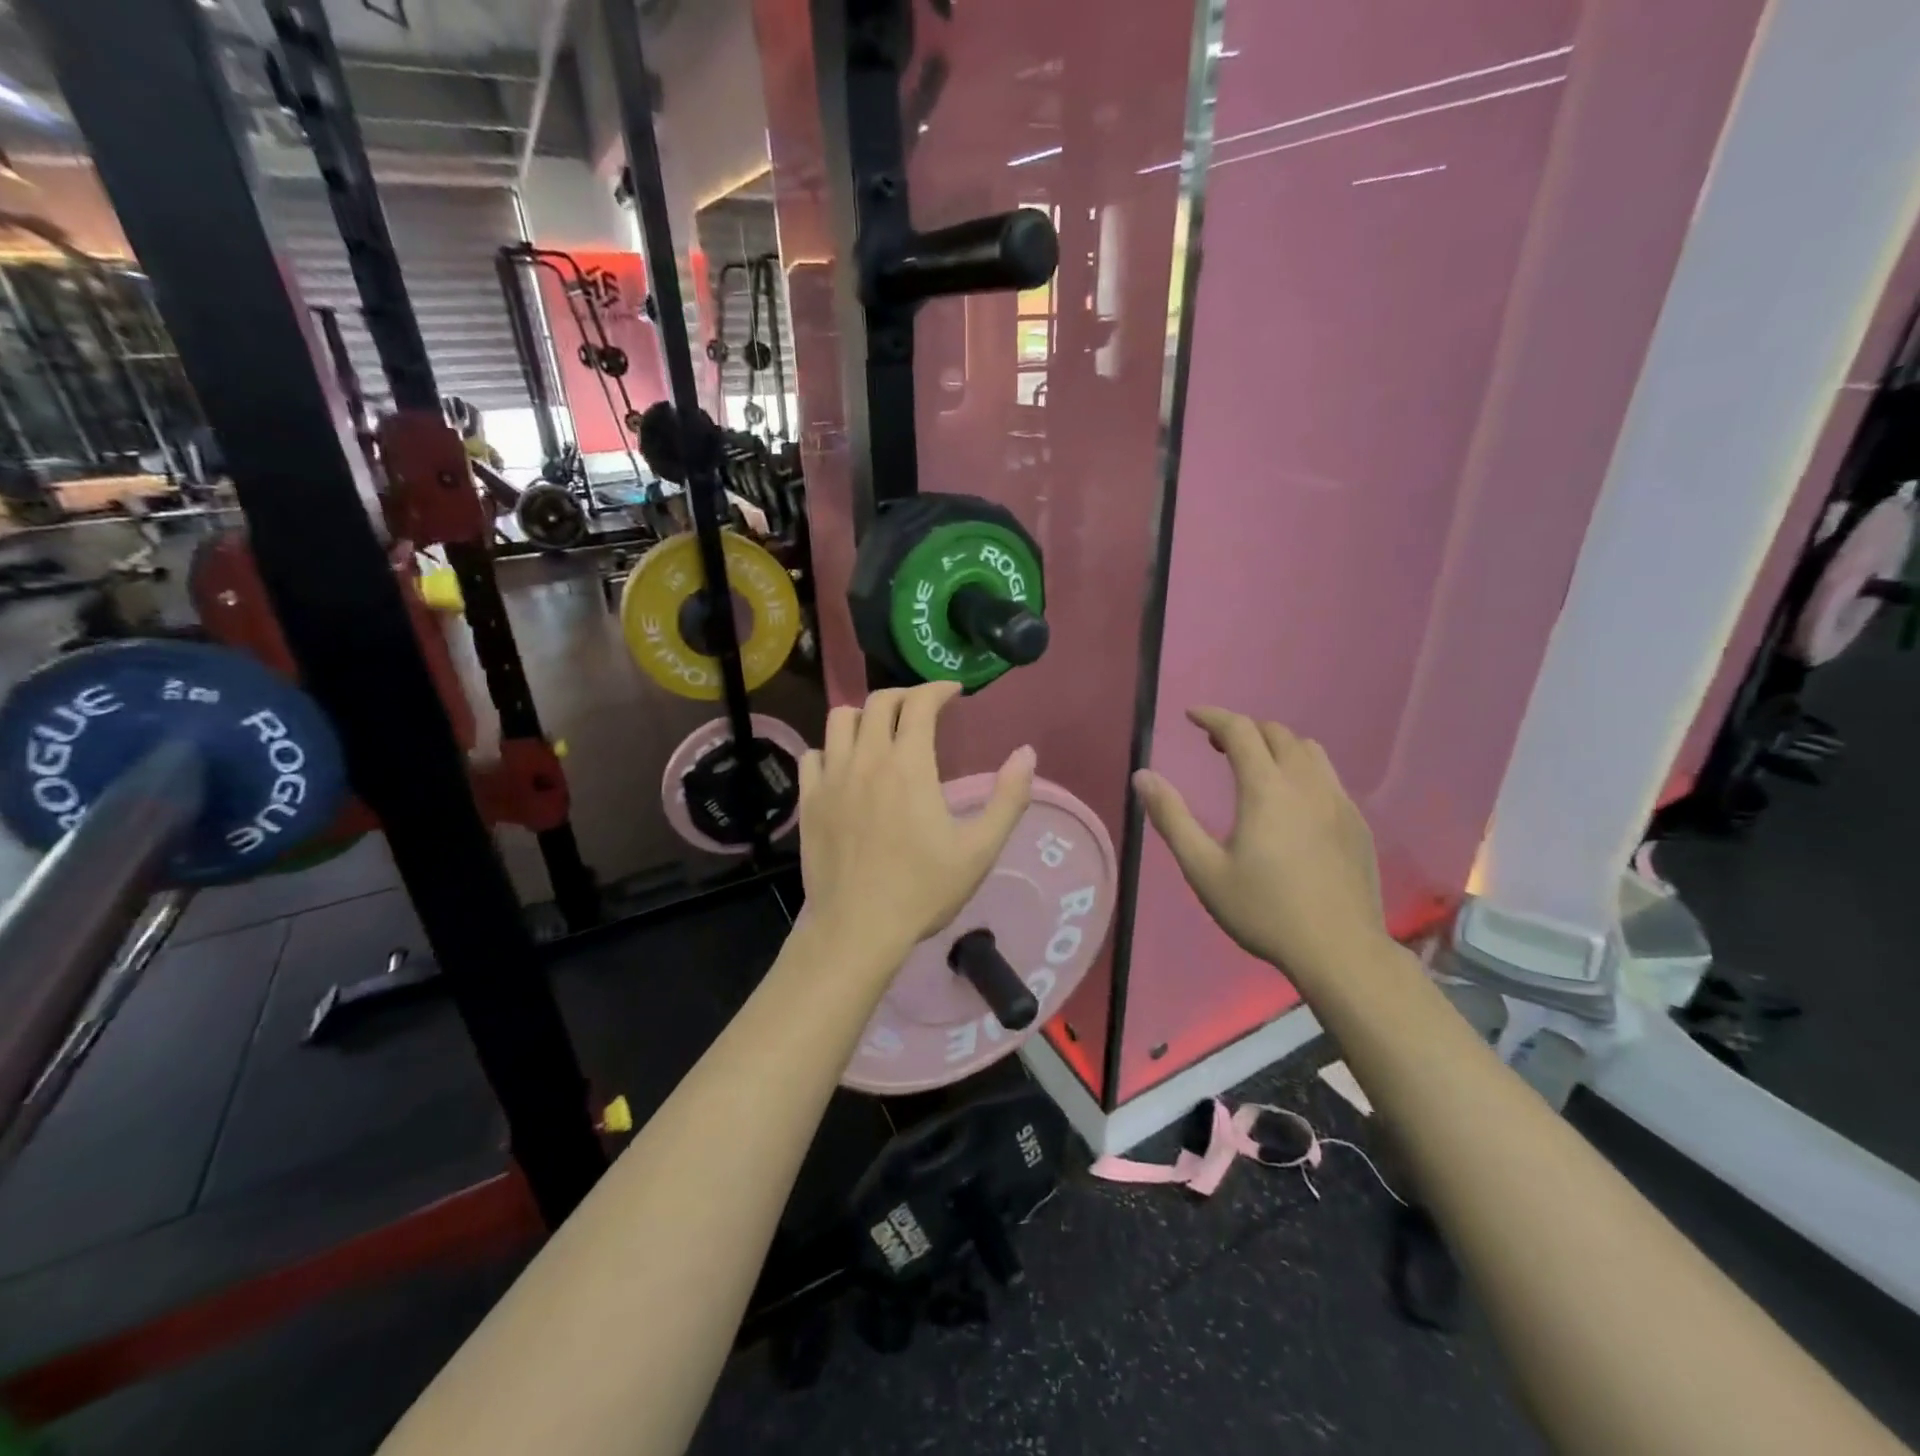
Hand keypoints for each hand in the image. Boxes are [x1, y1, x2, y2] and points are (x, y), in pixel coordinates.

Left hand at [798, 682, 1034, 961]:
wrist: (858, 928)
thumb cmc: (923, 889)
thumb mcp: (979, 849)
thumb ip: (1008, 798)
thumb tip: (1027, 753)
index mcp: (908, 765)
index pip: (919, 703)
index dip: (938, 688)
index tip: (953, 692)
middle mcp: (865, 759)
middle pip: (878, 702)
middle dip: (904, 695)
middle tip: (922, 709)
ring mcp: (831, 778)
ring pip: (839, 719)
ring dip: (864, 715)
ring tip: (881, 731)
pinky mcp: (809, 800)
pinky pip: (813, 754)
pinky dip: (831, 749)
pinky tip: (844, 766)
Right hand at [1134, 707, 1386, 983]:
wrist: (1340, 951)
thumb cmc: (1264, 911)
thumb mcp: (1204, 869)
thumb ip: (1172, 818)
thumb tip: (1143, 776)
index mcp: (1266, 789)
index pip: (1239, 730)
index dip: (1213, 716)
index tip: (1191, 716)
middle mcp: (1306, 784)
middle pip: (1277, 733)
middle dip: (1243, 729)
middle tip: (1216, 746)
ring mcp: (1339, 801)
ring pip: (1308, 750)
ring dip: (1276, 745)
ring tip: (1255, 766)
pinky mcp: (1357, 822)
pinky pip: (1328, 776)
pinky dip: (1302, 769)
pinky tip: (1292, 801)